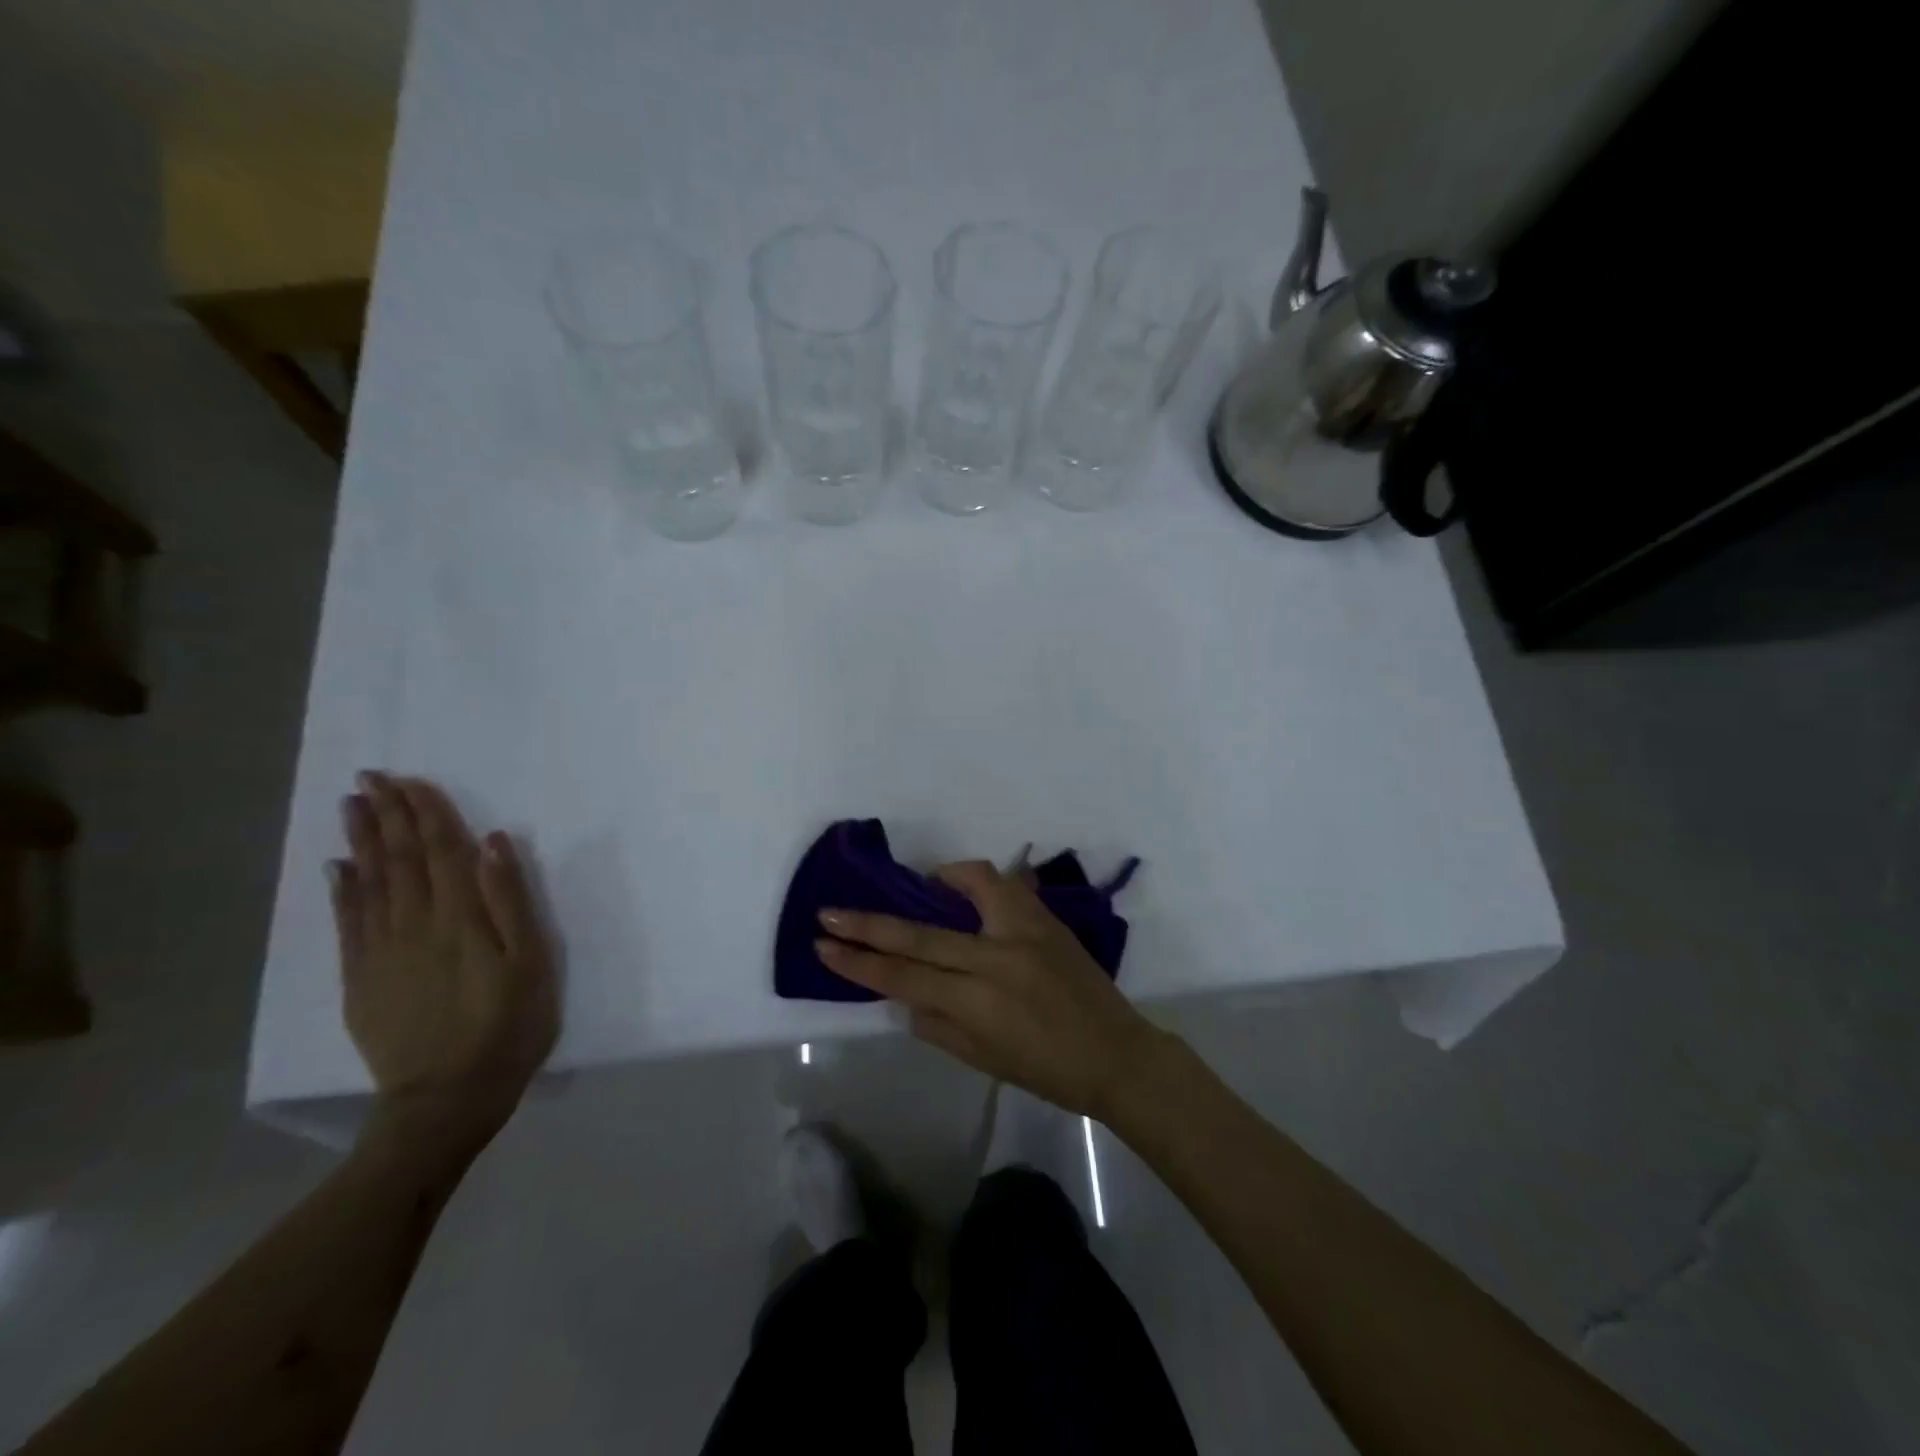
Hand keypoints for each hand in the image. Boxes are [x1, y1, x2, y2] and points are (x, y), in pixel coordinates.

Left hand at [331, 772, 557, 1154]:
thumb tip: (493, 843)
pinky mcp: (361, 979)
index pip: (443, 851)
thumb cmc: (509, 1025)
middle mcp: (415, 924)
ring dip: (363, 840)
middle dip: (388, 815)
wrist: (447, 1098)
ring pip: (370, 883)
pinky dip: (343, 890)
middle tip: (371, 778)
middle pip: (401, 859)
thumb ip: (511, 900)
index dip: (428, 813)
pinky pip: (348, 923)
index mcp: (461, 916)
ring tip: (353, 806)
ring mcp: (382, 951)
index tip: (412, 780)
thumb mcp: (532, 962)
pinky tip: (339, 868)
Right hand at [816, 861, 1167, 1119]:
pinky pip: (1003, 884)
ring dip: (928, 884)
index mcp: (976, 1004)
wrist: (1115, 1052)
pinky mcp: (1045, 917)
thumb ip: (936, 1025)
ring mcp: (1024, 932)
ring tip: (910, 886)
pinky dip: (975, 878)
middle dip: (867, 924)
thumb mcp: (982, 1059)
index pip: (902, 978)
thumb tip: (900, 996)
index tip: (823, 945)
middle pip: (919, 936)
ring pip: (968, 888)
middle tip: (828, 912)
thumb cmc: (1046, 1070)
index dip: (858, 962)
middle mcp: (995, 960)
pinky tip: (960, 885)